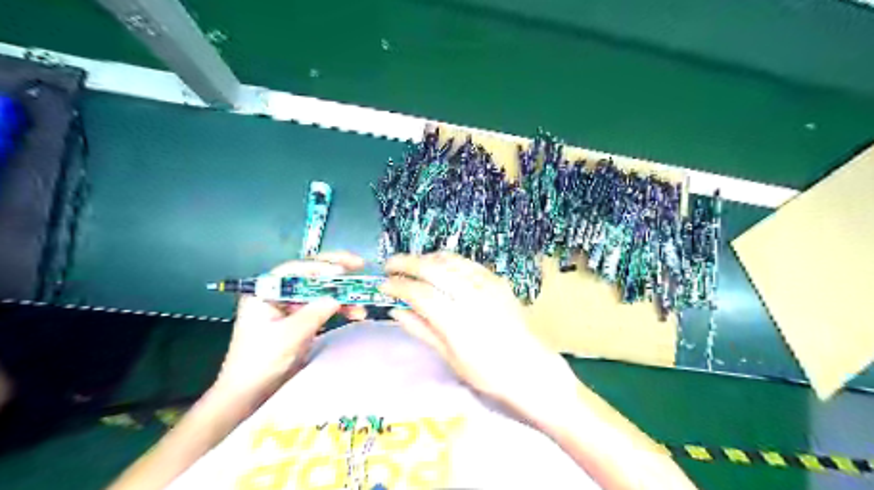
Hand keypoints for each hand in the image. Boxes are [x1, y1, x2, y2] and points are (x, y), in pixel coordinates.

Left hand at [220, 253, 369, 396]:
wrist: (249, 394)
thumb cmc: (260, 362)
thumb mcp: (289, 335)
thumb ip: (314, 312)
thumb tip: (338, 297)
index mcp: (265, 292)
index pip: (295, 270)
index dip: (320, 267)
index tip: (343, 270)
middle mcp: (278, 294)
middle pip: (309, 276)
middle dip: (336, 272)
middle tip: (360, 265)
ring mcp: (289, 308)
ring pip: (320, 292)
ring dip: (342, 295)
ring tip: (362, 301)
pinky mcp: (300, 320)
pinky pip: (322, 307)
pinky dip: (339, 309)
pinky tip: (355, 313)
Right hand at [379, 253, 571, 409]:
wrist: (528, 367)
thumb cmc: (486, 371)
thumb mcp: (449, 357)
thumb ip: (421, 329)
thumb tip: (395, 311)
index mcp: (457, 321)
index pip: (419, 293)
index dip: (397, 286)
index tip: (383, 285)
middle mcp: (472, 296)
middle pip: (432, 269)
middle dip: (406, 263)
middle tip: (389, 265)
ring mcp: (487, 284)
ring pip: (449, 260)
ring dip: (426, 258)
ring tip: (411, 264)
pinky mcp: (497, 280)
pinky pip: (467, 262)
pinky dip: (448, 261)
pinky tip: (439, 265)